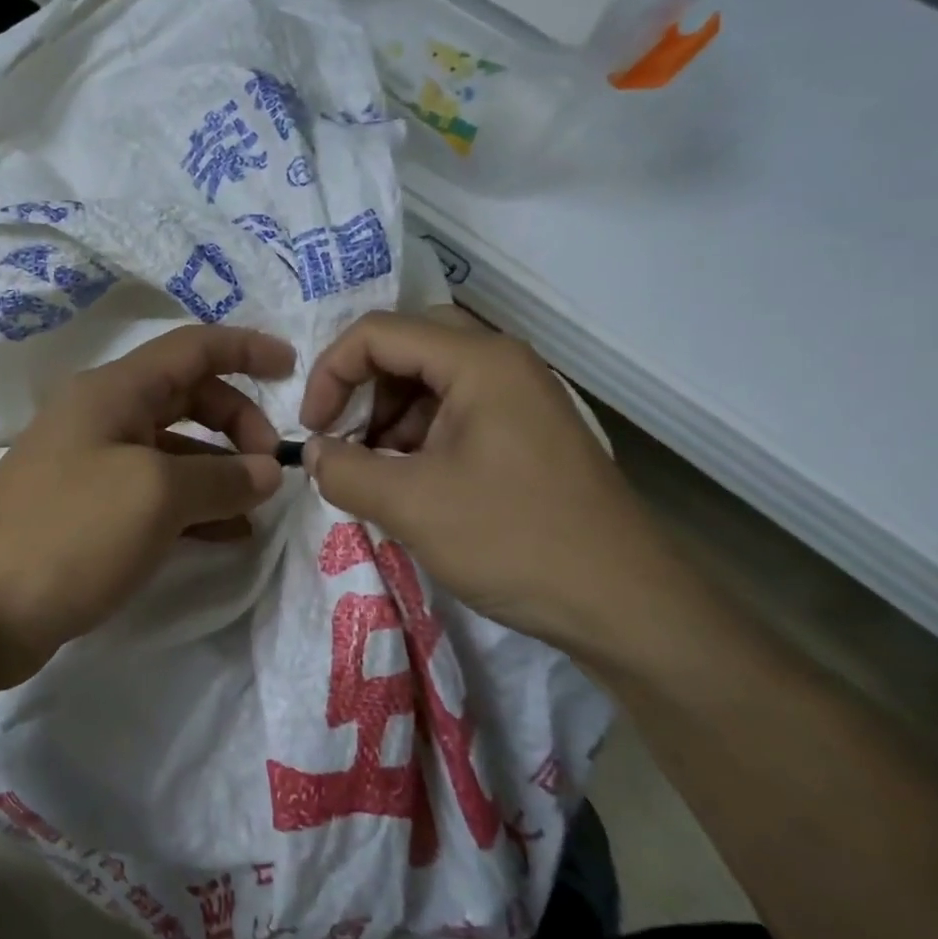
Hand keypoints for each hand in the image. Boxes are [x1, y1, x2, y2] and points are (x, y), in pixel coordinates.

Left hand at [0, 324, 293, 691]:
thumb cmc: (65, 532)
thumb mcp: (155, 495)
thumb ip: (222, 478)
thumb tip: (267, 472)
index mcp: (114, 392)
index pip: (193, 348)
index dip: (246, 349)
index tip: (294, 369)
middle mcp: (102, 418)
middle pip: (186, 397)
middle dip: (237, 421)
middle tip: (271, 466)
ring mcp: (92, 468)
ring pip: (174, 451)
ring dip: (220, 470)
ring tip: (258, 507)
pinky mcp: (87, 515)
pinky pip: (156, 495)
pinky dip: (194, 507)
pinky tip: (225, 536)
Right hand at [299, 312, 685, 663]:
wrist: (625, 605)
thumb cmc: (514, 540)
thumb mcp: (411, 505)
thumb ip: (344, 470)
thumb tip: (312, 453)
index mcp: (479, 361)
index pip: (377, 333)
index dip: (330, 373)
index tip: (312, 430)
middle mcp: (502, 363)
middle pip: (406, 347)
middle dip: (361, 390)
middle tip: (344, 440)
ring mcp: (519, 398)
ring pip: (429, 380)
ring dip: (388, 416)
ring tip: (375, 472)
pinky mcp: (526, 433)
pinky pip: (455, 412)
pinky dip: (418, 437)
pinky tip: (411, 484)